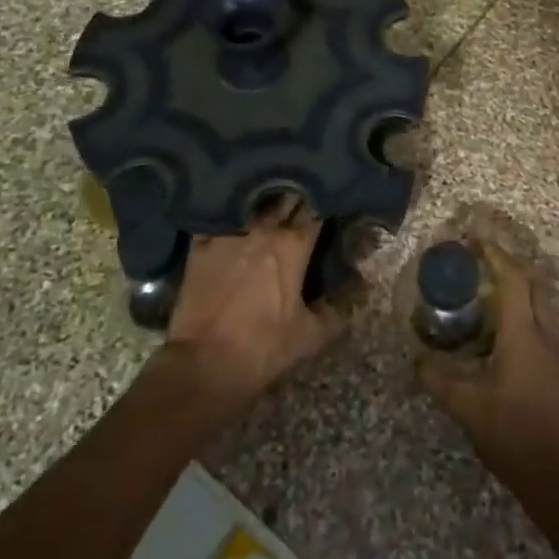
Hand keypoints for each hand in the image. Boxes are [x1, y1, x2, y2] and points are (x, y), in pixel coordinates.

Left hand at [164, 197, 344, 410]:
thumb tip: (359, 289)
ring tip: (271, 197)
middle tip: (303, 195)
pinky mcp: (200, 244)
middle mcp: (263, 228)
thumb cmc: (262, 348)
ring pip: (252, 202)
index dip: (324, 202)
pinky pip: (217, 216)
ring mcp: (228, 233)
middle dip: (296, 194)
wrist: (203, 364)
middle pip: (285, 197)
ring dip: (264, 199)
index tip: (329, 201)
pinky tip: (232, 211)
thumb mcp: (310, 336)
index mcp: (293, 245)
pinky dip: (228, 212)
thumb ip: (336, 310)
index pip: (316, 210)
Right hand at [416, 246, 558, 484]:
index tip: (474, 241)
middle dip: (509, 269)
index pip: (513, 280)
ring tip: (483, 303)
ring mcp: (556, 359)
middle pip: (533, 288)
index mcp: (525, 335)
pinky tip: (497, 345)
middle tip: (478, 268)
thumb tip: (418, 360)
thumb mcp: (468, 408)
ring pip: (540, 311)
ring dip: (516, 297)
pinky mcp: (558, 378)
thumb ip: (439, 381)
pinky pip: (540, 333)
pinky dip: (520, 323)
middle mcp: (545, 338)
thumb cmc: (517, 436)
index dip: (495, 255)